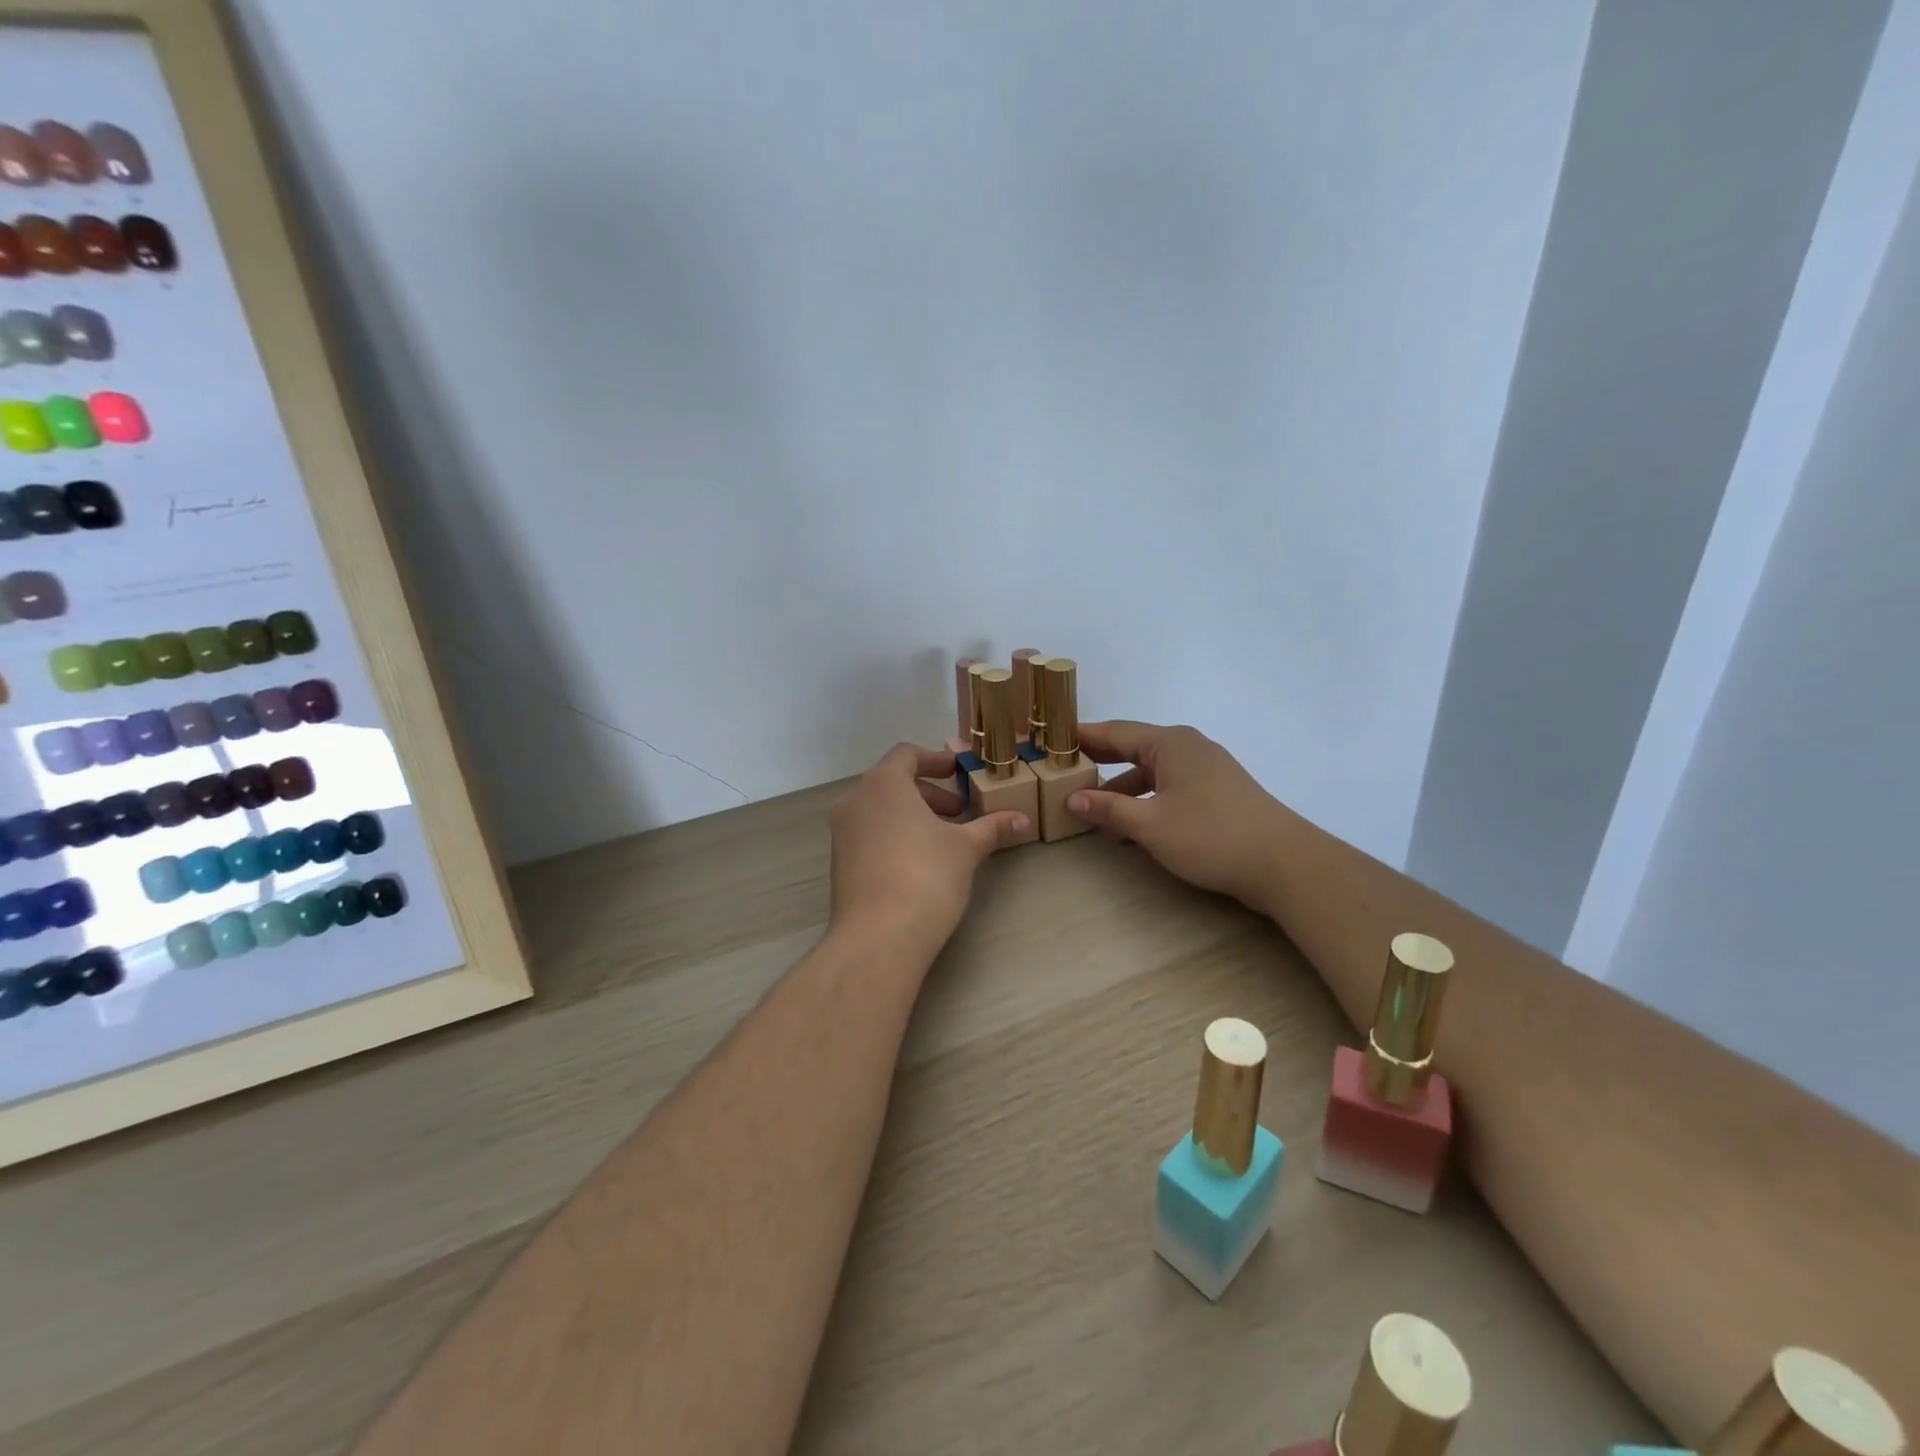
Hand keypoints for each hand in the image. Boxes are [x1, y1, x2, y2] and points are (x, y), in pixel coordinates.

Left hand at [829, 743, 1029, 959]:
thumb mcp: (966, 848)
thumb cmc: (926, 876)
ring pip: (880, 810)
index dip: (935, 760)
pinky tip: (919, 862)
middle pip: (893, 782)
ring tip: (944, 839)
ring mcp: (842, 833)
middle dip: (929, 793)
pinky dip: (894, 835)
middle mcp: (856, 800)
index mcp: (883, 784)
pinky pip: (869, 834)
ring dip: (912, 815)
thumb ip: (992, 827)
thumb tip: (1023, 819)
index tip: (959, 773)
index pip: (907, 754)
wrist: (879, 936)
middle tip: (959, 812)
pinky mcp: (839, 862)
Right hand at [1068, 721, 1288, 909]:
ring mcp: (1206, 769)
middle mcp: (1188, 747)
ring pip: (1152, 771)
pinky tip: (1131, 826)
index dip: (1082, 737)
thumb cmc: (1210, 835)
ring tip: (1092, 807)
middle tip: (1063, 771)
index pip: (1114, 732)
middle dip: (1099, 761)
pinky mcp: (1218, 792)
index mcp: (1170, 743)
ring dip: (1122, 788)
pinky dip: (1147, 800)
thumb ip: (1108, 808)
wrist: (1283, 864)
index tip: (1052, 742)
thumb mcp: (1150, 824)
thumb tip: (1072, 798)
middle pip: (1133, 748)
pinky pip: (1170, 787)